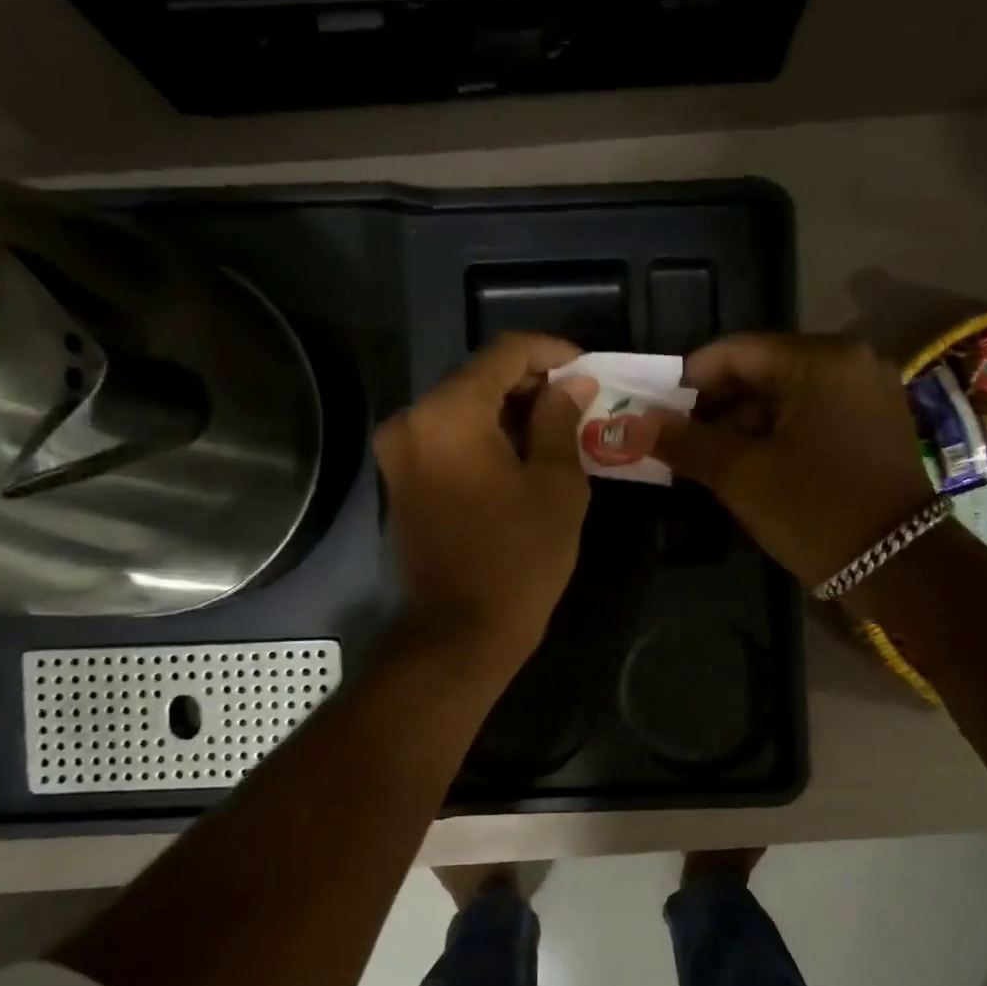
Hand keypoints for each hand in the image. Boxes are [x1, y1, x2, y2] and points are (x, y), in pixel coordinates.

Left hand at [374, 332, 596, 668]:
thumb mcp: (557, 485)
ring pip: (462, 409)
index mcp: (448, 412)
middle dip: (531, 384)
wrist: (459, 633)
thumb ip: (561, 421)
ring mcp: (399, 452)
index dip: (551, 353)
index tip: (587, 370)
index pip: (504, 353)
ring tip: (558, 430)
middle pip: (478, 378)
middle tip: (578, 403)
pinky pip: (447, 440)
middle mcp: (412, 420)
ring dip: (509, 413)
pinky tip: (521, 456)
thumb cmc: (518, 559)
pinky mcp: (400, 481)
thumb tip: (571, 384)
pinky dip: (484, 438)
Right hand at [652, 334, 933, 589]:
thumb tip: (632, 424)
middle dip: (712, 406)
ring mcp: (866, 395)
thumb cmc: (815, 510)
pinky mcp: (872, 426)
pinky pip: (808, 418)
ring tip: (699, 459)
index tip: (653, 409)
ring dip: (739, 425)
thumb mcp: (741, 475)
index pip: (735, 351)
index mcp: (820, 360)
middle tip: (672, 438)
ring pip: (783, 398)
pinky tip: (741, 465)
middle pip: (761, 372)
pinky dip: (772, 436)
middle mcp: (850, 363)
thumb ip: (685, 442)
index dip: (687, 379)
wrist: (900, 567)